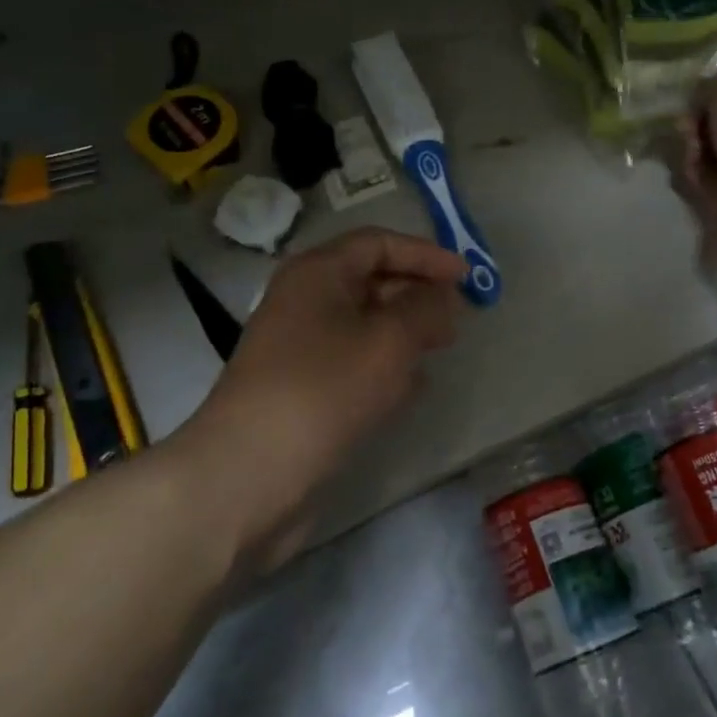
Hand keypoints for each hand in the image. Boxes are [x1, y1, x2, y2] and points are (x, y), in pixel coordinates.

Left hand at [180, 228, 465, 525]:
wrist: (250, 472)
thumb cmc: (325, 388)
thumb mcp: (389, 340)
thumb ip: (426, 309)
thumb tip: (443, 296)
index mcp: (318, 273)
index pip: (378, 243)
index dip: (425, 255)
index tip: (466, 278)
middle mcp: (305, 302)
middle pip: (371, 281)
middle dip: (417, 294)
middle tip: (457, 318)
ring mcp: (300, 348)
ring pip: (364, 325)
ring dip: (404, 332)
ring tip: (440, 349)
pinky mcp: (303, 389)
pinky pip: (353, 362)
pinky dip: (384, 366)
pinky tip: (410, 388)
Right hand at [678, 76, 716, 254]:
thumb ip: (712, 87)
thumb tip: (700, 98)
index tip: (697, 99)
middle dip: (700, 126)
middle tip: (687, 127)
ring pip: (713, 157)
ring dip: (693, 151)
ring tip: (690, 151)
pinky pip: (706, 184)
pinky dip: (695, 178)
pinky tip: (692, 172)